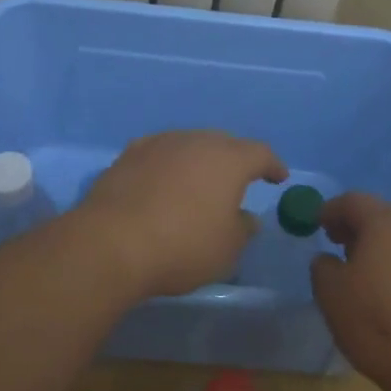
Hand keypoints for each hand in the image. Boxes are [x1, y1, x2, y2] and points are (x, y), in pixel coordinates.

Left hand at [79, 131, 286, 299]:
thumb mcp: (226, 250)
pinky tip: (164, 181)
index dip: (272, 165)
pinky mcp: (130, 154)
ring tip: (199, 183)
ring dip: (199, 161)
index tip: (278, 177)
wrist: (112, 242)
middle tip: (238, 181)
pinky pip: (160, 153)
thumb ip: (242, 229)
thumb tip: (246, 218)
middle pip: (224, 144)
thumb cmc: (182, 246)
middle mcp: (196, 141)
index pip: (260, 153)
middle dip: (235, 160)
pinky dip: (168, 165)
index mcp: (229, 159)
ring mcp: (161, 143)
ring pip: (190, 145)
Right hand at [310, 192, 390, 390]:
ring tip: (361, 272)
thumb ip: (322, 267)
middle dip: (355, 227)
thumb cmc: (377, 322)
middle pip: (380, 216)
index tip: (315, 224)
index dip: (330, 209)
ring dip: (378, 247)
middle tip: (336, 244)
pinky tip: (389, 294)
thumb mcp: (331, 294)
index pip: (353, 201)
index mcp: (385, 223)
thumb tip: (328, 260)